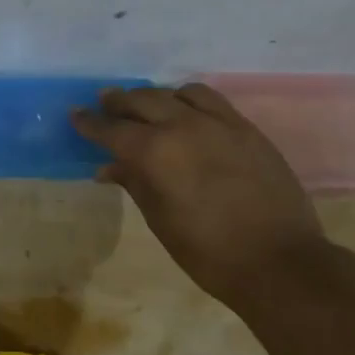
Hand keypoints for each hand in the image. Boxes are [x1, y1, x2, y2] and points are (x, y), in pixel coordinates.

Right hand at [74, 82, 324, 305]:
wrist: (279, 262)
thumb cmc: (208, 252)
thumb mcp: (160, 221)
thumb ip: (135, 184)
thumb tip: (108, 167)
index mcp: (156, 153)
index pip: (112, 129)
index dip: (90, 123)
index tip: (75, 116)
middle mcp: (185, 127)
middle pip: (143, 100)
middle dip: (119, 102)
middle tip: (104, 104)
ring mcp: (220, 124)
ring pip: (178, 93)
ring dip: (155, 96)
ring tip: (146, 106)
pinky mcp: (247, 129)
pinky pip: (211, 101)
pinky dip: (189, 100)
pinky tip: (186, 112)